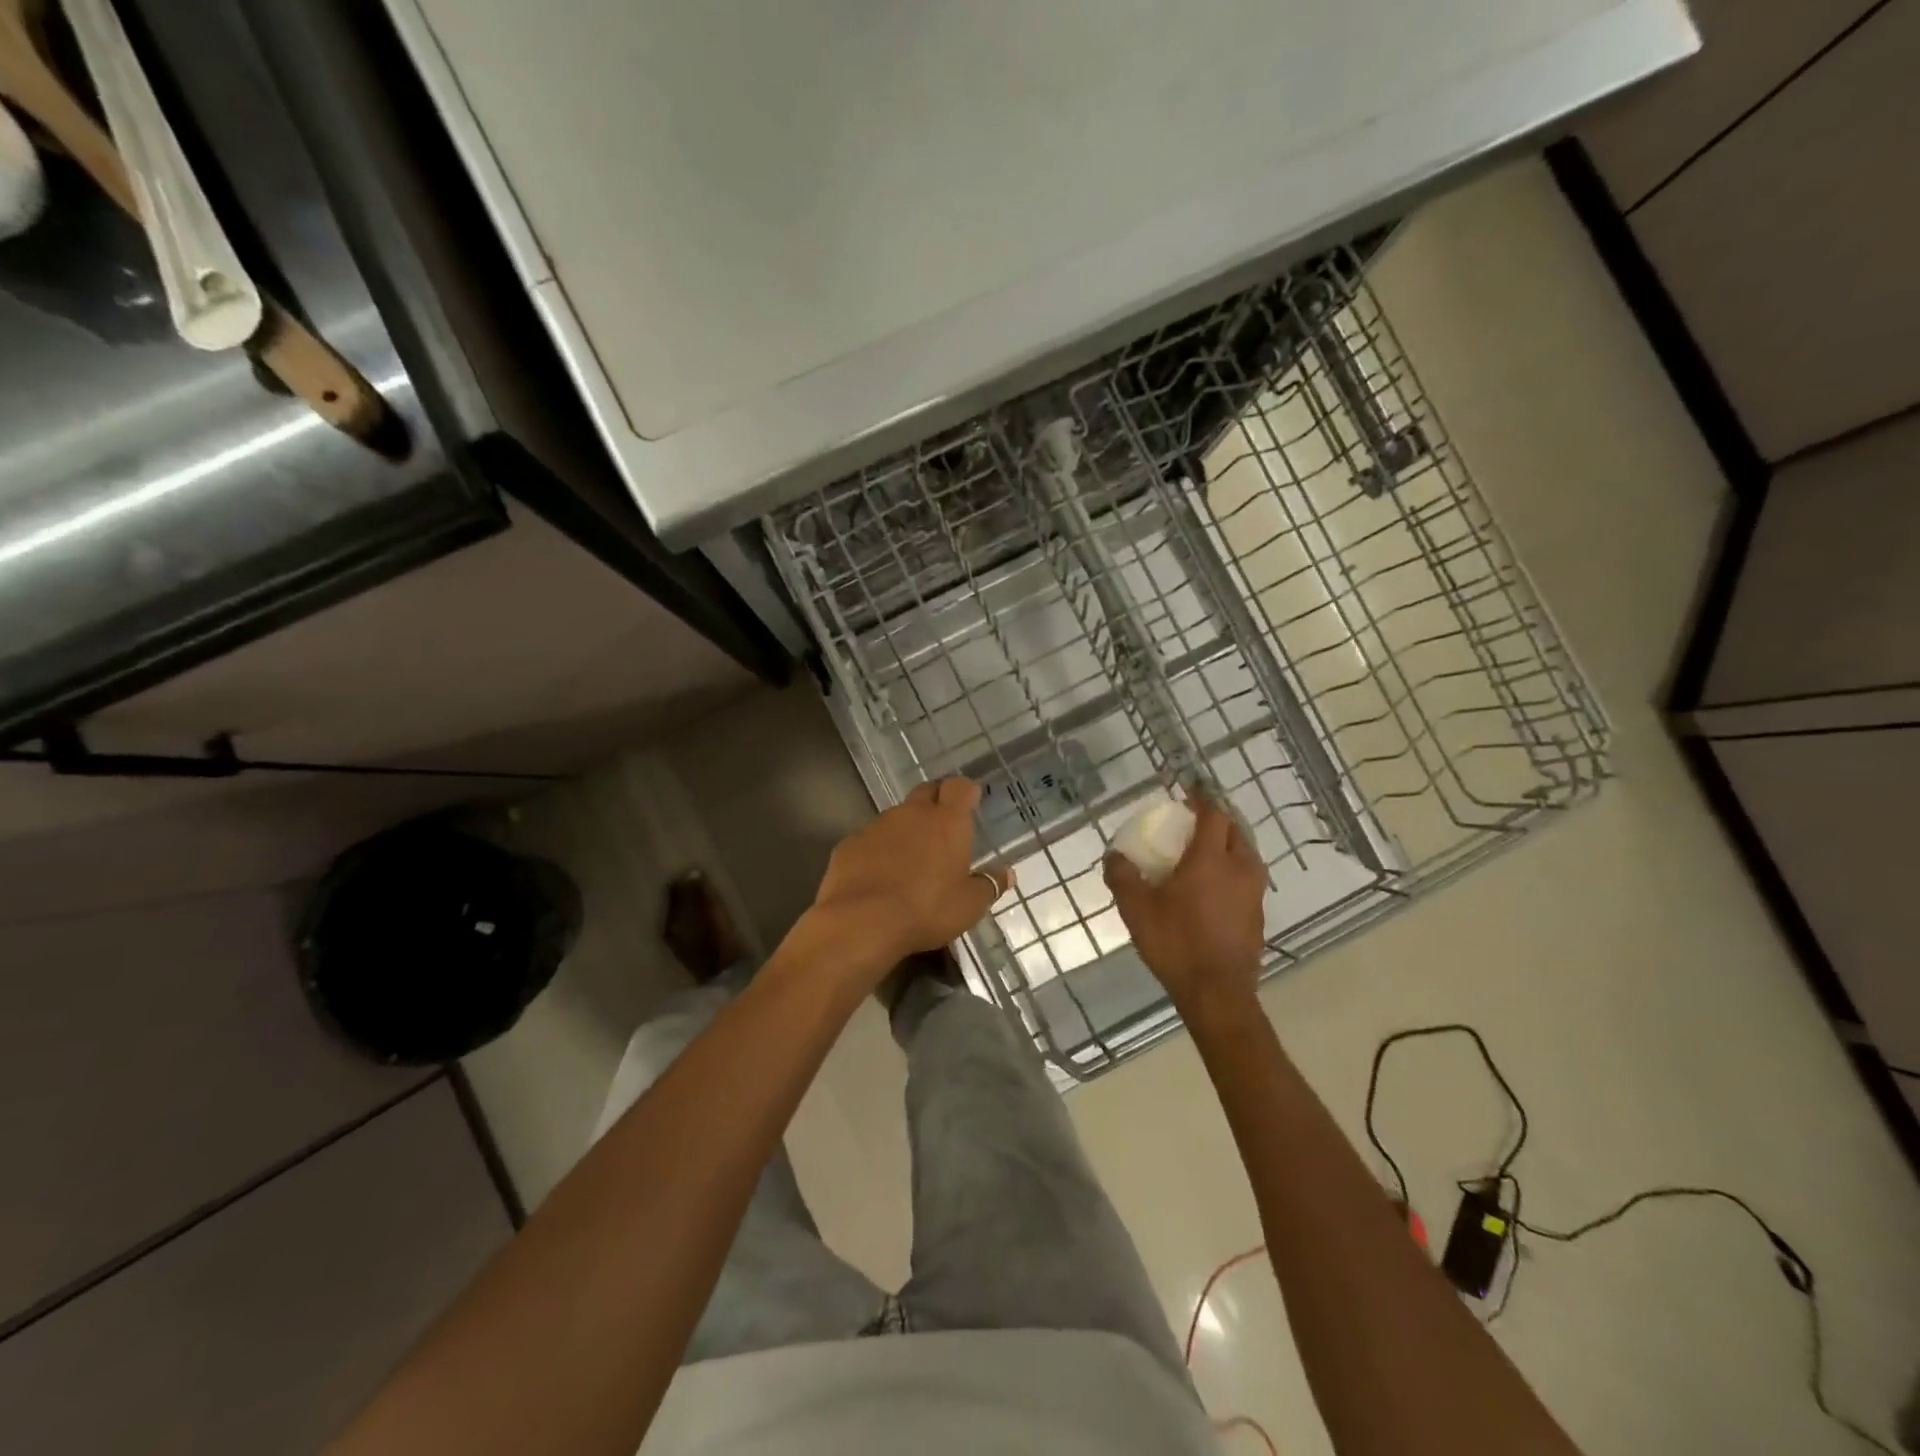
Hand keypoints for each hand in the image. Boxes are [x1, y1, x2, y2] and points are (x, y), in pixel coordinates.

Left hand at [811, 777, 1011, 971]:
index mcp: (947, 822)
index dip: (965, 791)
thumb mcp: (969, 906)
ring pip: (896, 817)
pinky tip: (878, 877)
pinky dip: (877, 851)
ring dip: (906, 830)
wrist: (861, 922)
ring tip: (910, 860)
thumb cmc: (926, 910)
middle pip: (926, 792)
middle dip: (936, 802)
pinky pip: (869, 840)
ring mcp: (876, 826)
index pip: (959, 787)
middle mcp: (912, 813)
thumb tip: (1007, 873)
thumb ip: (989, 885)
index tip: (969, 801)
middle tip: (943, 827)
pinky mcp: (849, 844)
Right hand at [1105, 792, 1266, 1016]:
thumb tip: (1113, 855)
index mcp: (1210, 859)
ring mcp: (1254, 894)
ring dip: (1229, 846)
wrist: (1217, 993)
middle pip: (1235, 831)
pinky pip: (1248, 880)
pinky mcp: (1258, 916)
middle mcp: (1239, 869)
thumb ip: (1123, 877)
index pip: (1213, 815)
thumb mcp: (1137, 909)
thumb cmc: (1176, 943)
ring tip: (1207, 853)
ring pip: (1246, 856)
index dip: (1202, 800)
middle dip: (1217, 821)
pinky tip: (1216, 888)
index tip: (1189, 792)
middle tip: (1195, 823)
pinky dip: (1234, 872)